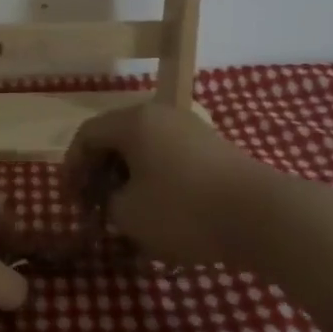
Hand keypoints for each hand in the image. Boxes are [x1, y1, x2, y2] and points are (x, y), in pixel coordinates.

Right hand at [62, 101, 265, 265]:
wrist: (262, 216)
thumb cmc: (183, 210)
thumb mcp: (129, 214)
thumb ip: (108, 202)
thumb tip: (117, 198)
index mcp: (134, 121)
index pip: (87, 135)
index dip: (71, 167)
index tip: (70, 201)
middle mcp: (161, 115)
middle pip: (116, 138)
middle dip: (99, 173)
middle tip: (94, 207)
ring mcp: (190, 129)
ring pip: (143, 148)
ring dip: (127, 178)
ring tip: (125, 212)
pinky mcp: (213, 149)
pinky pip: (169, 158)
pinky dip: (154, 179)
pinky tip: (158, 210)